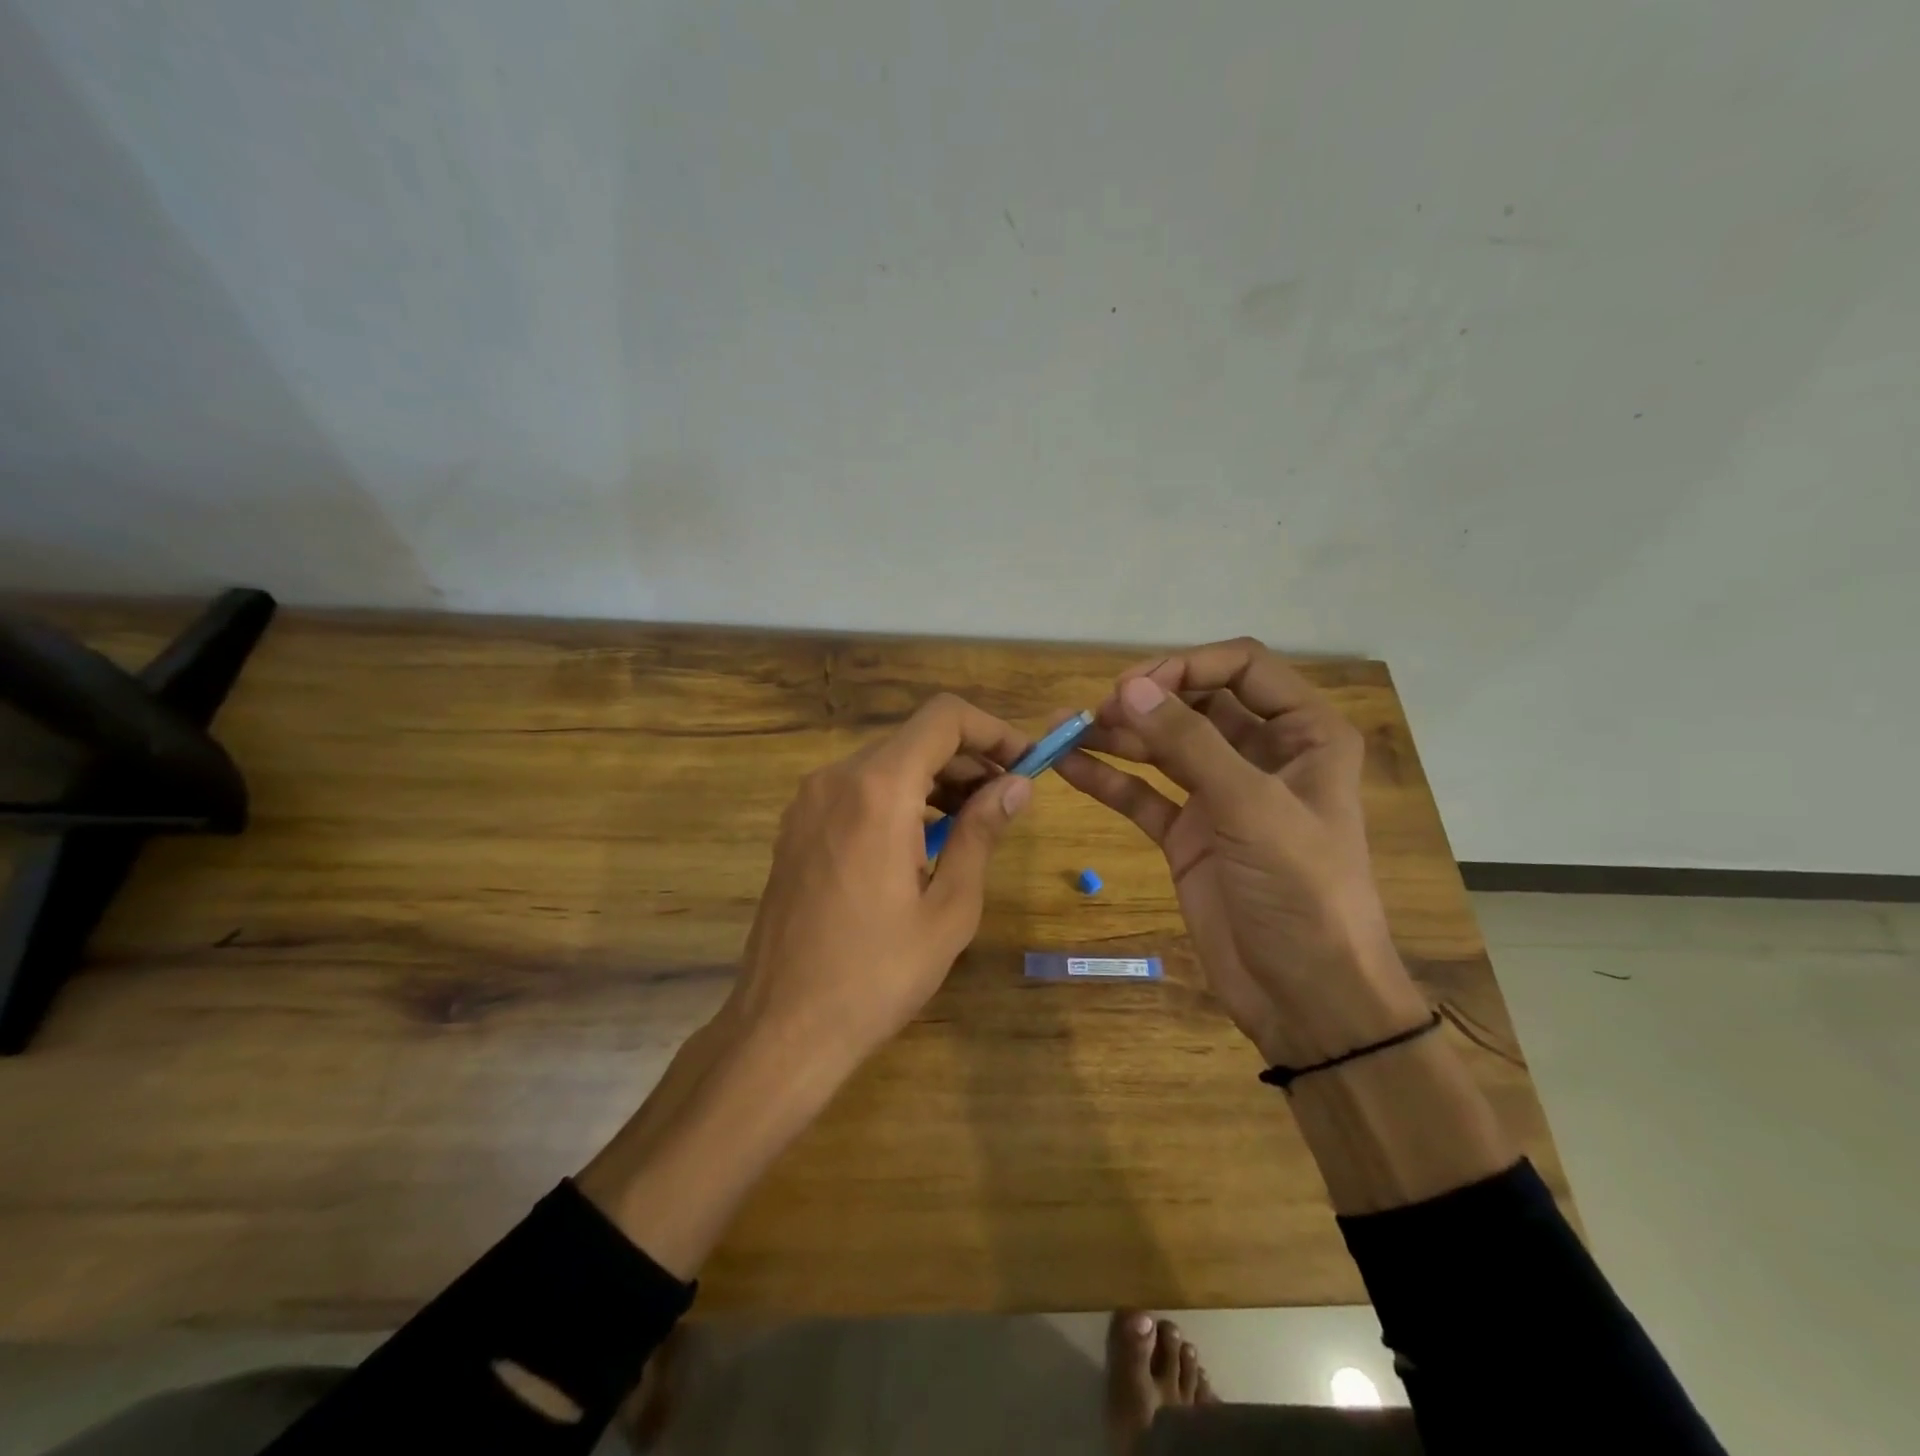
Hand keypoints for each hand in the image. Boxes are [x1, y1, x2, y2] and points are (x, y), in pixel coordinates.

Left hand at [580, 694, 1032, 1275]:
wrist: (782, 1027)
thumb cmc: (877, 973)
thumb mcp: (949, 906)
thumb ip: (982, 832)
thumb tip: (1017, 785)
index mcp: (878, 789)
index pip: (943, 717)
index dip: (993, 730)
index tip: (1026, 762)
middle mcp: (837, 778)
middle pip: (915, 739)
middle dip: (969, 759)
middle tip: (1009, 800)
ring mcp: (809, 801)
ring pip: (886, 763)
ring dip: (935, 780)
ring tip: (974, 823)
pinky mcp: (797, 827)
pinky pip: (858, 791)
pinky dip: (900, 798)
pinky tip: (924, 841)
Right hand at [1055, 638, 1428, 1064]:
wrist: (1307, 997)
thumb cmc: (1302, 892)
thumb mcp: (1252, 809)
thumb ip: (1190, 744)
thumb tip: (1130, 687)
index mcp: (1305, 735)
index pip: (1243, 668)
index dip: (1188, 664)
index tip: (1136, 686)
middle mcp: (1262, 756)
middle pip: (1196, 703)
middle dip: (1146, 700)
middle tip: (1097, 712)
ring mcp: (1221, 796)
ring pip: (1163, 747)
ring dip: (1118, 736)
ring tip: (1065, 730)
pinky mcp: (1189, 834)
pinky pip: (1144, 794)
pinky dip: (1109, 779)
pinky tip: (1069, 766)